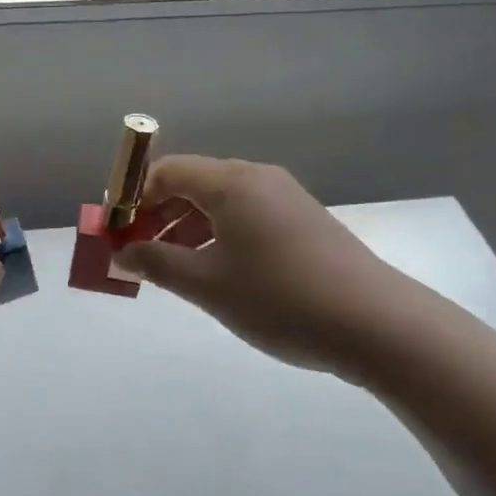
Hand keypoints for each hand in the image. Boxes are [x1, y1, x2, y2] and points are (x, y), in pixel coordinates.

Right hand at [114, 156, 405, 375]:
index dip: (135, 197)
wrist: (377, 325)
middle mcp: (257, 178)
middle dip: (158, 214)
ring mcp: (285, 198)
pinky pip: (246, 216)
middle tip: (139, 253)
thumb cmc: (281, 299)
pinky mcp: (303, 221)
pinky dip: (218, 235)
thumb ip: (157, 264)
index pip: (167, 170)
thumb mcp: (208, 285)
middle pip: (192, 183)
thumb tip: (121, 254)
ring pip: (220, 202)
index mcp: (231, 182)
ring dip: (187, 228)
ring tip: (172, 269)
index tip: (118, 232)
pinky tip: (215, 271)